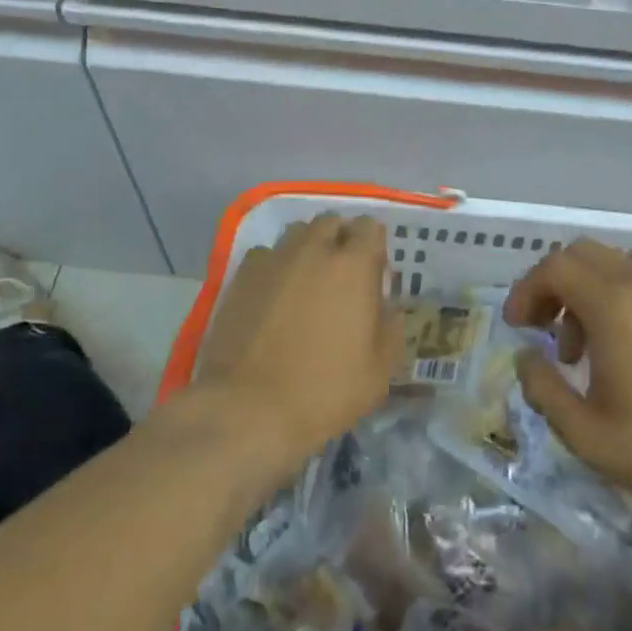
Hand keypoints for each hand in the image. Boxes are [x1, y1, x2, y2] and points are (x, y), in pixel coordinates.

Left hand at [187, 213, 397, 486]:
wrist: (248, 407)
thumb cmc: (324, 391)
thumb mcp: (379, 371)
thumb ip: (389, 326)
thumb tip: (386, 305)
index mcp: (353, 265)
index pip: (369, 227)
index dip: (373, 246)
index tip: (372, 273)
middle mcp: (313, 249)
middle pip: (331, 222)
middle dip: (339, 239)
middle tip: (340, 276)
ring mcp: (273, 258)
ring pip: (296, 233)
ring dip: (307, 248)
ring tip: (305, 281)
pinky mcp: (241, 275)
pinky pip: (266, 255)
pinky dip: (274, 266)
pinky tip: (272, 296)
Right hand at [503, 239, 631, 544]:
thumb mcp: (586, 434)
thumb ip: (543, 389)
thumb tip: (525, 357)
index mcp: (614, 306)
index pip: (555, 266)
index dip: (526, 289)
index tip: (517, 326)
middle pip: (582, 254)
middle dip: (551, 284)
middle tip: (540, 326)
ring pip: (611, 269)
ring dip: (582, 296)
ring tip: (578, 353)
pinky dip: (613, 303)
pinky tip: (619, 356)